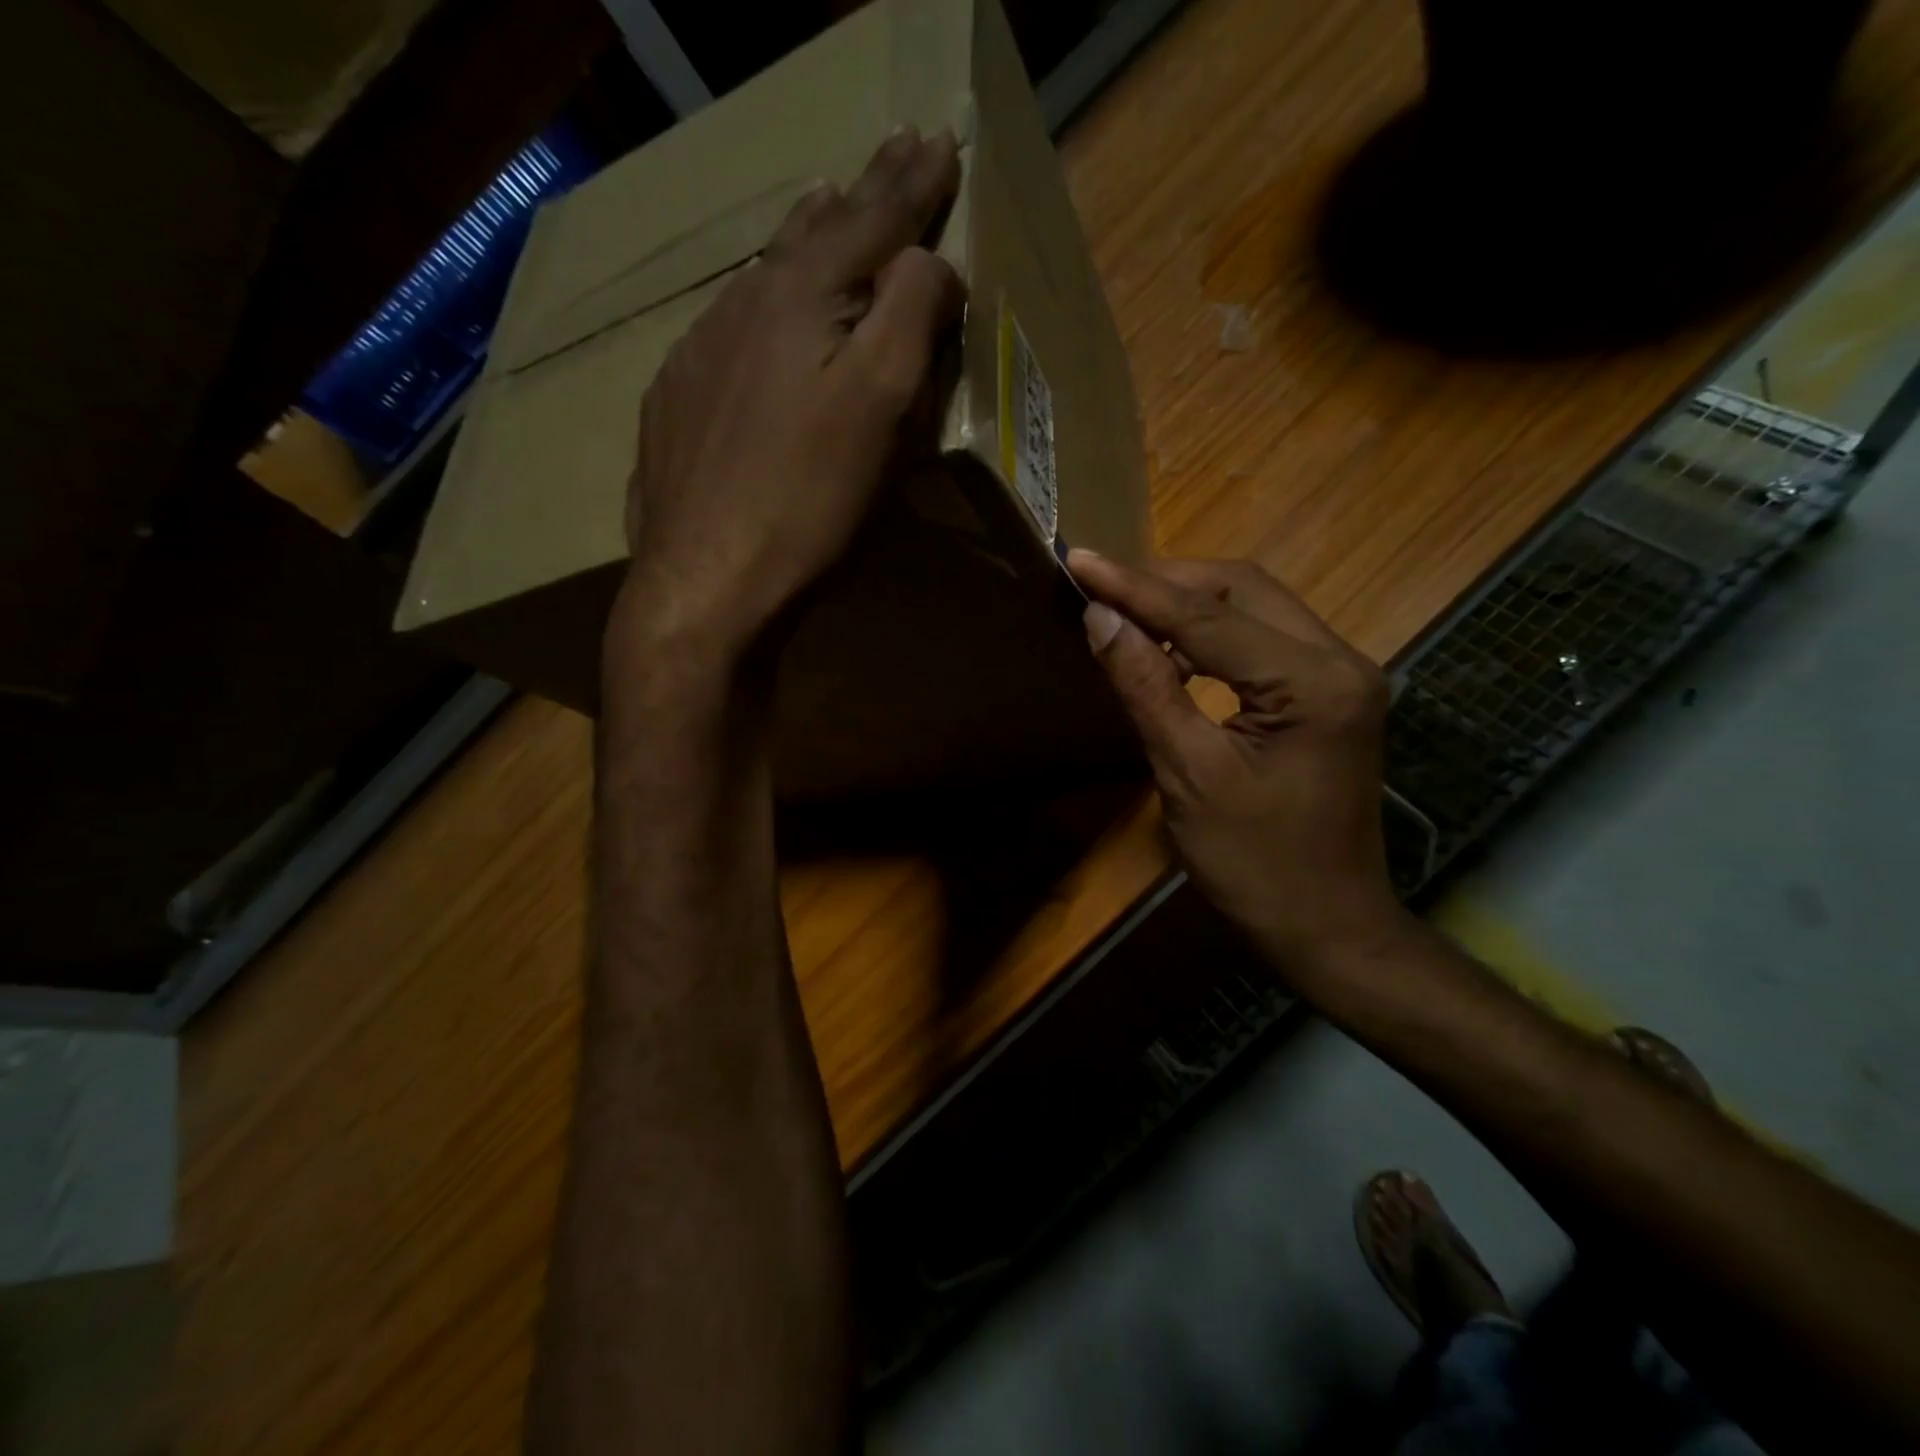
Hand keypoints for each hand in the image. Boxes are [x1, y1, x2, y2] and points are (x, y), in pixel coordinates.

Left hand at [611, 127, 964, 671]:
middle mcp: (743, 306)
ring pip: (764, 276)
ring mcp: (698, 352)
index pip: (872, 219)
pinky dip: (761, 306)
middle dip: (861, 192)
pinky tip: (761, 317)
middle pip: (812, 233)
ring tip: (825, 206)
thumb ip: (910, 315)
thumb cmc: (807, 500)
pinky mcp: (676, 401)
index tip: (939, 138)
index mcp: (801, 298)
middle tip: (891, 152)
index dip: (913, 182)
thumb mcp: (881, 406)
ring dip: (804, 239)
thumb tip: (927, 262)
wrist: (704, 580)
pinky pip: (728, 330)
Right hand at [1068, 551, 1412, 971]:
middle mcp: (1340, 660)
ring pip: (1256, 607)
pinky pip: (1263, 640)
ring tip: (1125, 612)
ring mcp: (1342, 674)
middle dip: (1166, 582)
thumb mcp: (1188, 775)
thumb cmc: (1255, 865)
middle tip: (1101, 585)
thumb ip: (1146, 688)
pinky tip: (1169, 651)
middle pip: (1243, 589)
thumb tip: (1101, 618)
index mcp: (1313, 682)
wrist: (1328, 927)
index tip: (1079, 560)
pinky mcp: (1330, 694)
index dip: (1136, 588)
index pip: (1209, 617)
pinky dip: (1212, 635)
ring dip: (1189, 604)